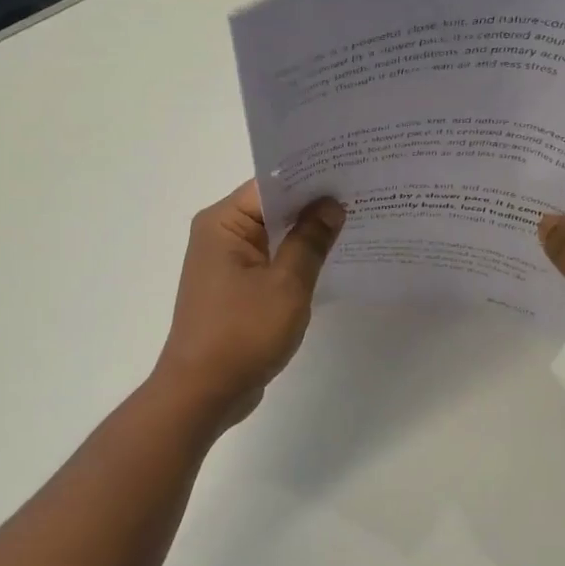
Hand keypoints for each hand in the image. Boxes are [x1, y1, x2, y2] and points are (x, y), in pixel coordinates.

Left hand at [153, 182, 344, 425]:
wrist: (202, 393)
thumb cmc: (241, 334)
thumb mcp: (286, 285)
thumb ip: (311, 241)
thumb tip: (331, 205)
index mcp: (222, 223)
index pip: (270, 185)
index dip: (310, 179)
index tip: (350, 171)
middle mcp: (219, 235)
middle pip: (271, 208)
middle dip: (313, 205)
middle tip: (362, 194)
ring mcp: (225, 264)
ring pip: (273, 237)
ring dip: (306, 235)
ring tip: (356, 222)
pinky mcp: (234, 289)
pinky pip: (269, 263)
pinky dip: (295, 261)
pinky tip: (331, 261)